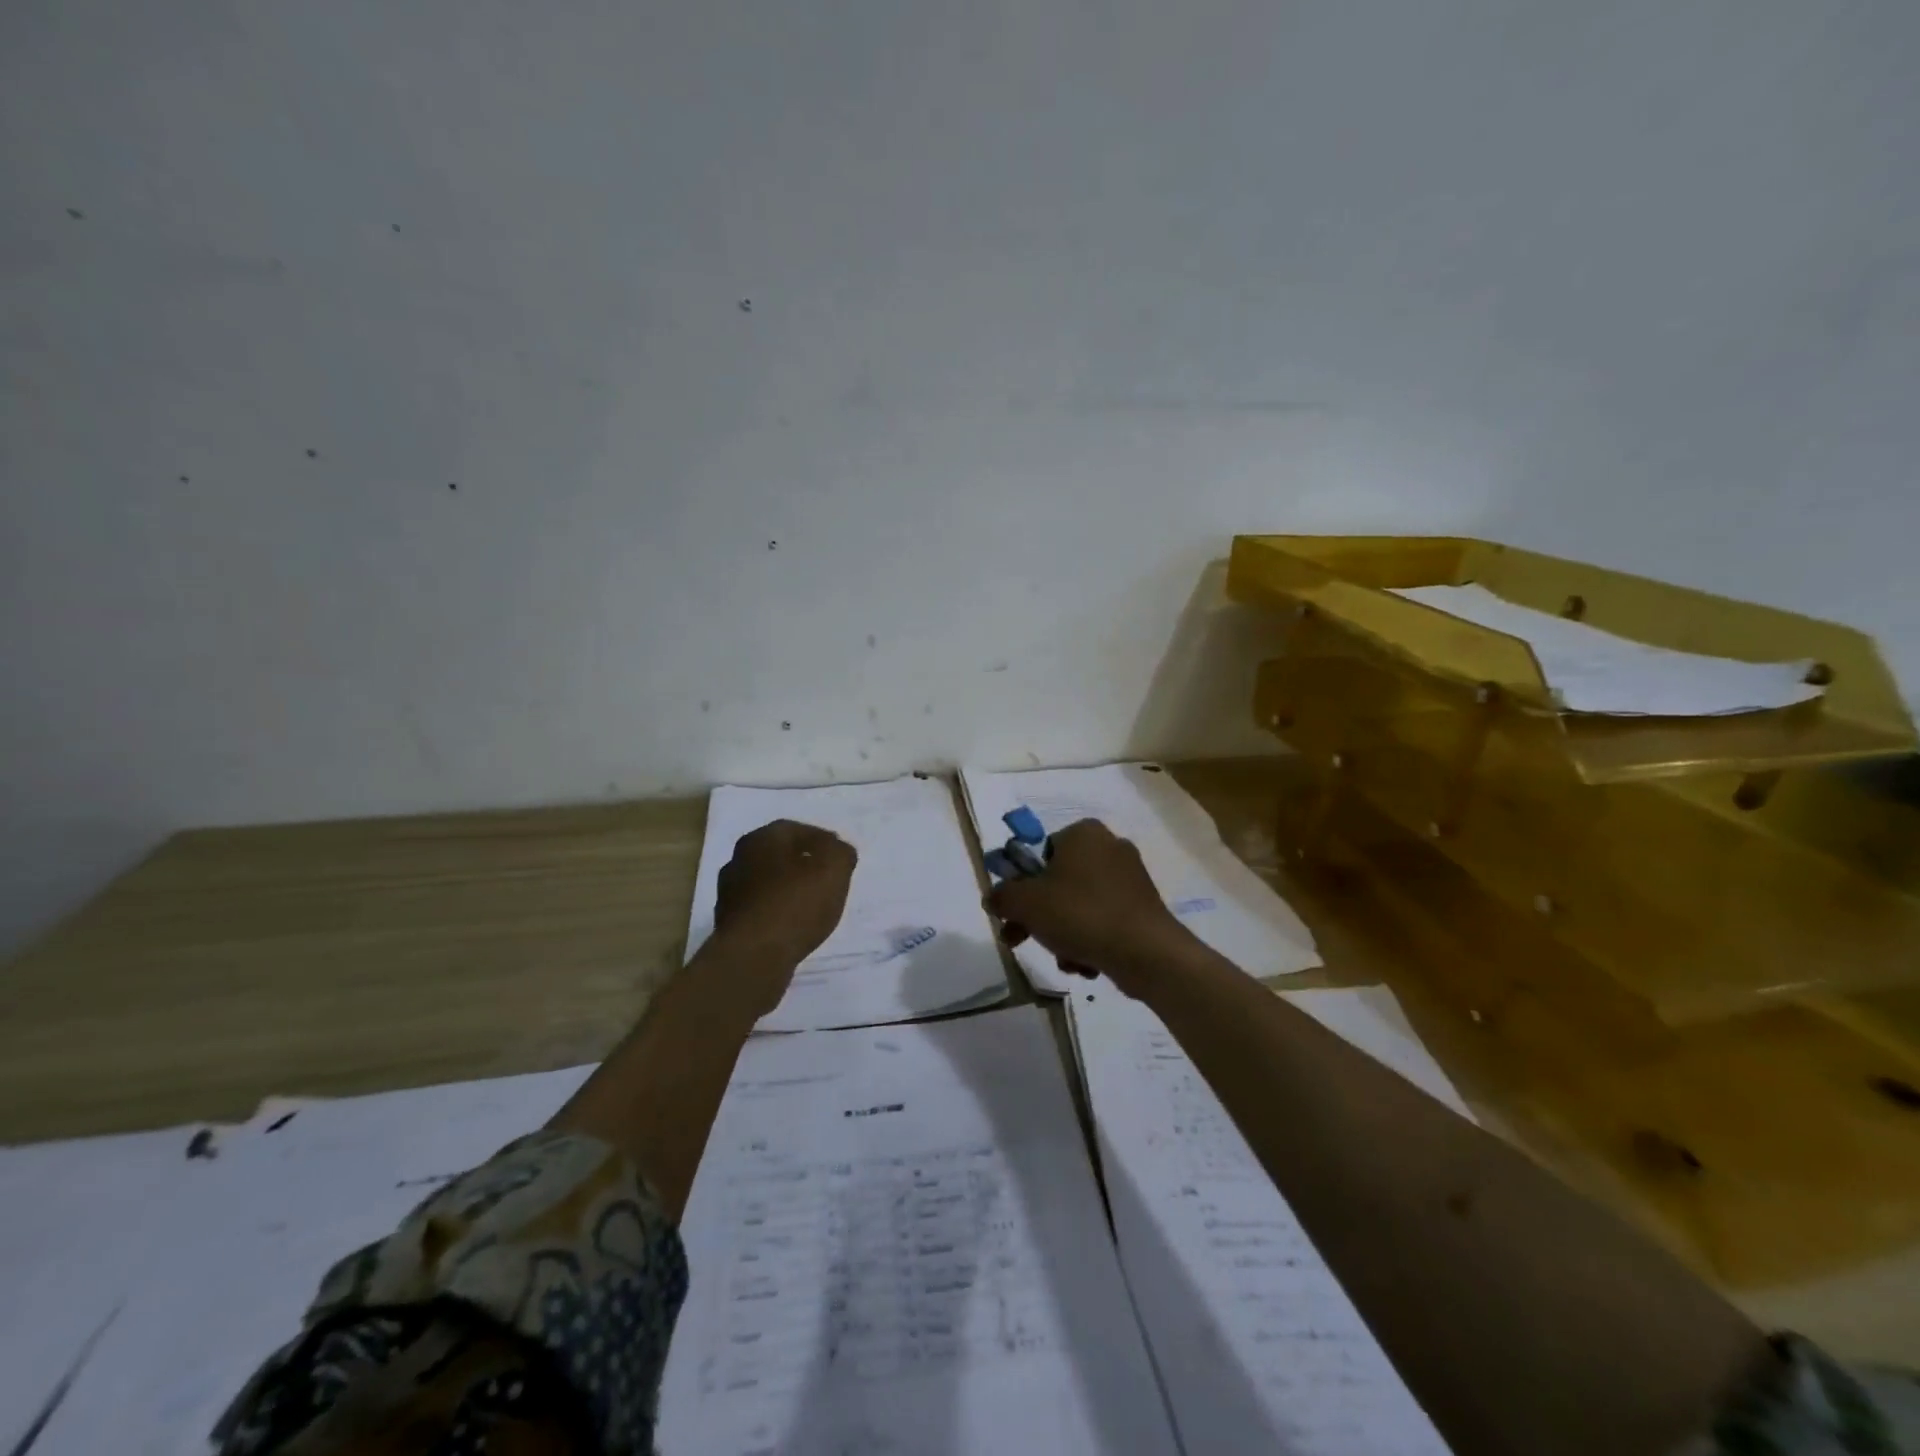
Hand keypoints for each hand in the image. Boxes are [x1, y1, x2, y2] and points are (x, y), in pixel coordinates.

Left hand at [711, 820, 856, 974]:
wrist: (753, 957)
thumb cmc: (796, 903)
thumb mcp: (834, 868)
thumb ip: (840, 852)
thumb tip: (837, 850)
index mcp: (762, 838)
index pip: (797, 829)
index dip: (822, 841)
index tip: (840, 856)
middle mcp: (739, 859)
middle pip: (779, 856)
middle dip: (803, 864)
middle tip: (828, 879)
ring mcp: (729, 893)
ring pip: (768, 883)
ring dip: (789, 889)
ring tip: (814, 905)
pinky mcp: (729, 924)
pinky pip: (761, 910)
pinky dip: (778, 912)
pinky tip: (794, 926)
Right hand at [985, 819, 1196, 996]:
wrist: (1146, 953)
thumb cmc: (1081, 914)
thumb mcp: (1026, 903)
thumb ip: (1002, 896)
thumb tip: (994, 899)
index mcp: (1083, 832)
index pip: (1039, 851)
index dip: (1020, 883)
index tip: (1011, 912)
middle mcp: (1109, 846)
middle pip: (1057, 881)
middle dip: (1038, 915)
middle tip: (1021, 939)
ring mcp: (1130, 877)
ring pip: (1078, 905)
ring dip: (1062, 933)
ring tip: (1063, 958)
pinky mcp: (1142, 907)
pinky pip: (1102, 920)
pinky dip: (1089, 940)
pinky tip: (1086, 963)